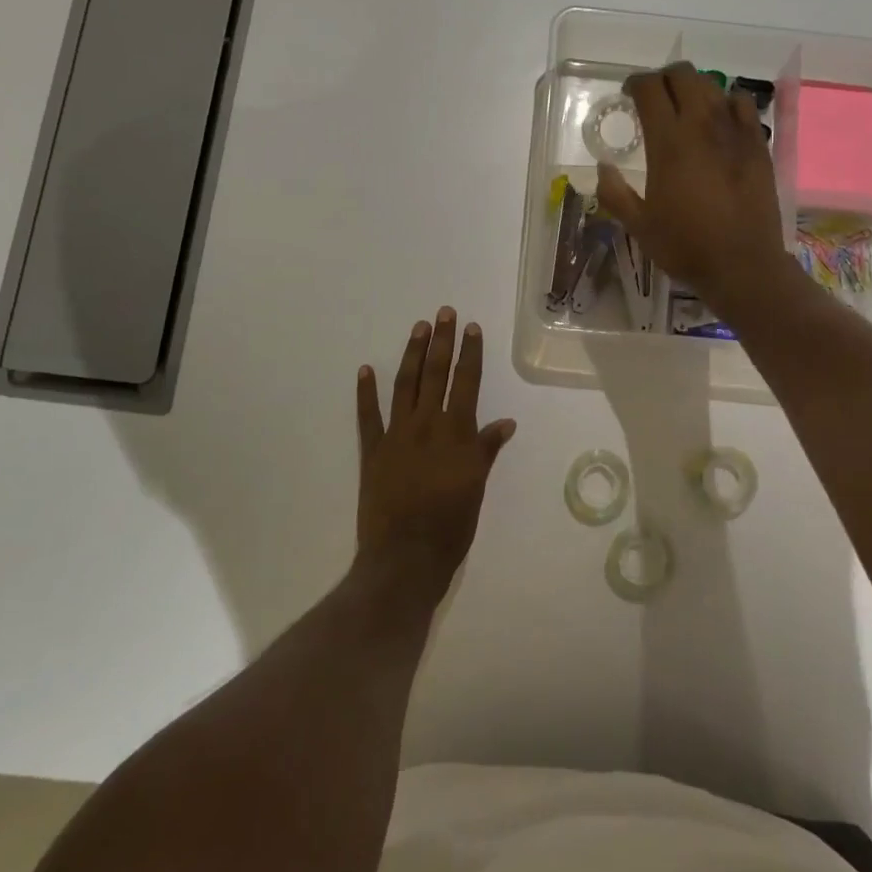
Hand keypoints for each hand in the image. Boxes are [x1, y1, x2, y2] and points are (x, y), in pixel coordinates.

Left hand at [354, 307, 516, 606]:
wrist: (404, 558)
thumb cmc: (450, 527)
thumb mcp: (476, 488)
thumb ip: (486, 451)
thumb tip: (505, 422)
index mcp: (457, 434)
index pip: (466, 383)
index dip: (469, 353)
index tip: (471, 327)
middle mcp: (427, 426)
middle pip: (435, 375)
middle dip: (441, 341)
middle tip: (443, 313)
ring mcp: (396, 436)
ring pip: (405, 386)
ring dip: (411, 355)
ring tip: (417, 328)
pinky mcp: (372, 452)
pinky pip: (367, 417)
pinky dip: (366, 392)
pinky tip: (365, 369)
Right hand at [597, 62, 790, 313]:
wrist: (742, 264)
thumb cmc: (685, 247)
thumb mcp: (639, 226)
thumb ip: (614, 193)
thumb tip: (603, 167)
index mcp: (668, 143)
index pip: (649, 89)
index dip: (635, 83)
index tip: (628, 93)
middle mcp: (702, 126)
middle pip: (683, 75)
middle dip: (664, 78)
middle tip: (656, 98)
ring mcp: (735, 131)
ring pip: (713, 85)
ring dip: (694, 88)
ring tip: (686, 108)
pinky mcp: (758, 143)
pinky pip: (742, 103)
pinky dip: (727, 102)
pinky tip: (721, 120)